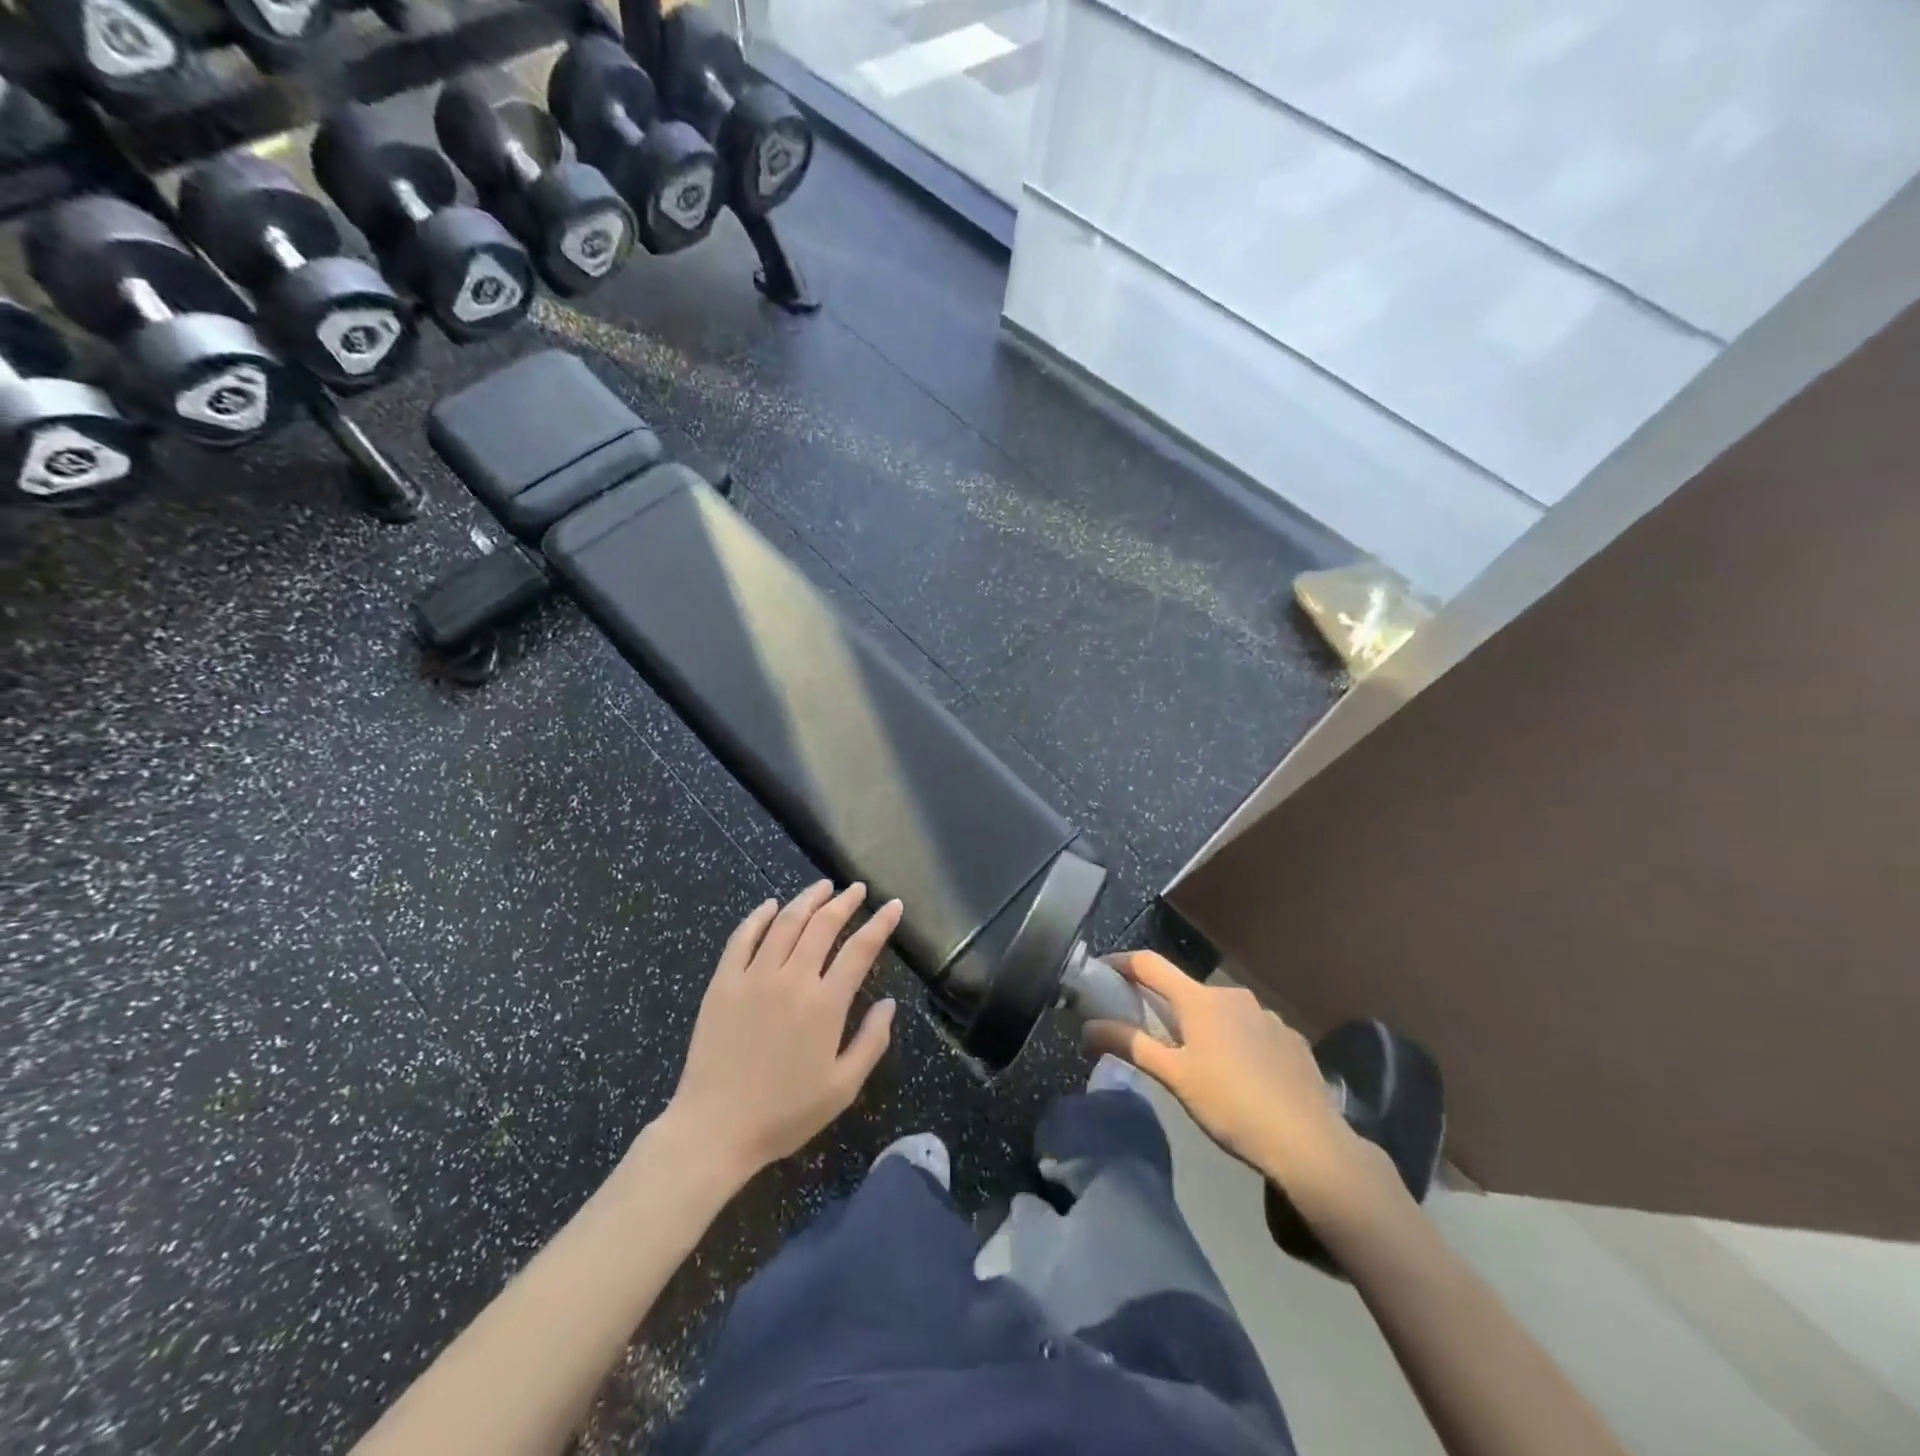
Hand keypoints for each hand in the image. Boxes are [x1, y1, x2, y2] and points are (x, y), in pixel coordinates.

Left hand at [663, 881, 900, 1178]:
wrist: (715, 1128)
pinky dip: (758, 916)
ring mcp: (754, 977)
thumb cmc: (785, 1113)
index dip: (880, 923)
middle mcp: (792, 979)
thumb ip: (871, 1042)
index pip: (860, 949)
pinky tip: (770, 905)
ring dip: (807, 899)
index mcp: (826, 1004)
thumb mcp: (842, 1087)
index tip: (893, 905)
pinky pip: (742, 938)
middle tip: (856, 889)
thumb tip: (889, 1004)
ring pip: (785, 922)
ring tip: (822, 886)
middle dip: (845, 902)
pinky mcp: (723, 983)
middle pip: (823, 925)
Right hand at [1083, 952, 1393, 1215]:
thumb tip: (1087, 1027)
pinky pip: (1251, 1030)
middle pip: (1186, 990)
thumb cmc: (1231, 1105)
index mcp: (1200, 999)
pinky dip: (1236, 1042)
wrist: (1309, 1143)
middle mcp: (1233, 995)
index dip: (1122, 963)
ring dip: (1203, 1025)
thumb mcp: (1174, 1077)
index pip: (1150, 964)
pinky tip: (1241, 1076)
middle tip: (1148, 1033)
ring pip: (1221, 1012)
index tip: (1102, 971)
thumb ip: (1130, 1045)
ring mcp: (1267, 1015)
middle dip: (1164, 1005)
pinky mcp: (1291, 1039)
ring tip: (1198, 1062)